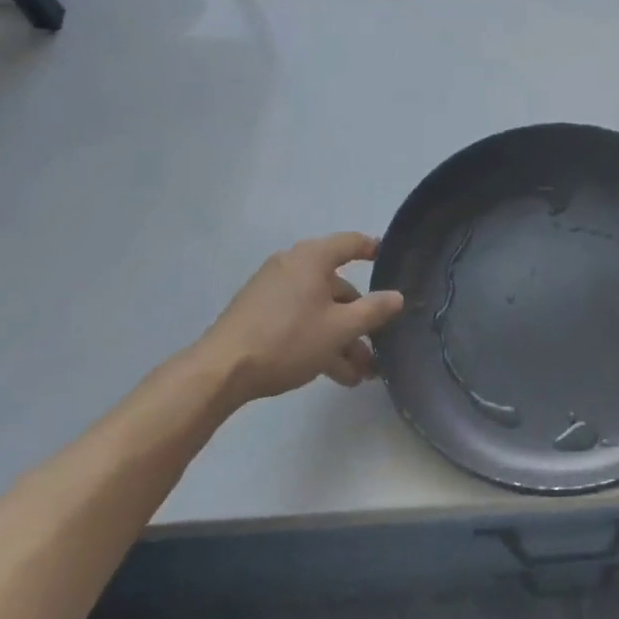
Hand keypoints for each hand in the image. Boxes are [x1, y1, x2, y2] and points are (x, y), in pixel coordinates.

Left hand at [195, 232, 404, 406]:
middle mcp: (292, 266)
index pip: (351, 243)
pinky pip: (298, 320)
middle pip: (336, 287)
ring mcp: (272, 291)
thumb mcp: (340, 328)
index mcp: (312, 258)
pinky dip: (316, 339)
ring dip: (340, 339)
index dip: (372, 248)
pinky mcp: (257, 315)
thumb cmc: (288, 339)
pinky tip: (331, 373)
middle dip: (358, 320)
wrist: (220, 371)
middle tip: (376, 346)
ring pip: (318, 310)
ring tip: (356, 375)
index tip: (388, 258)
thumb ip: (373, 310)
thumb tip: (397, 296)